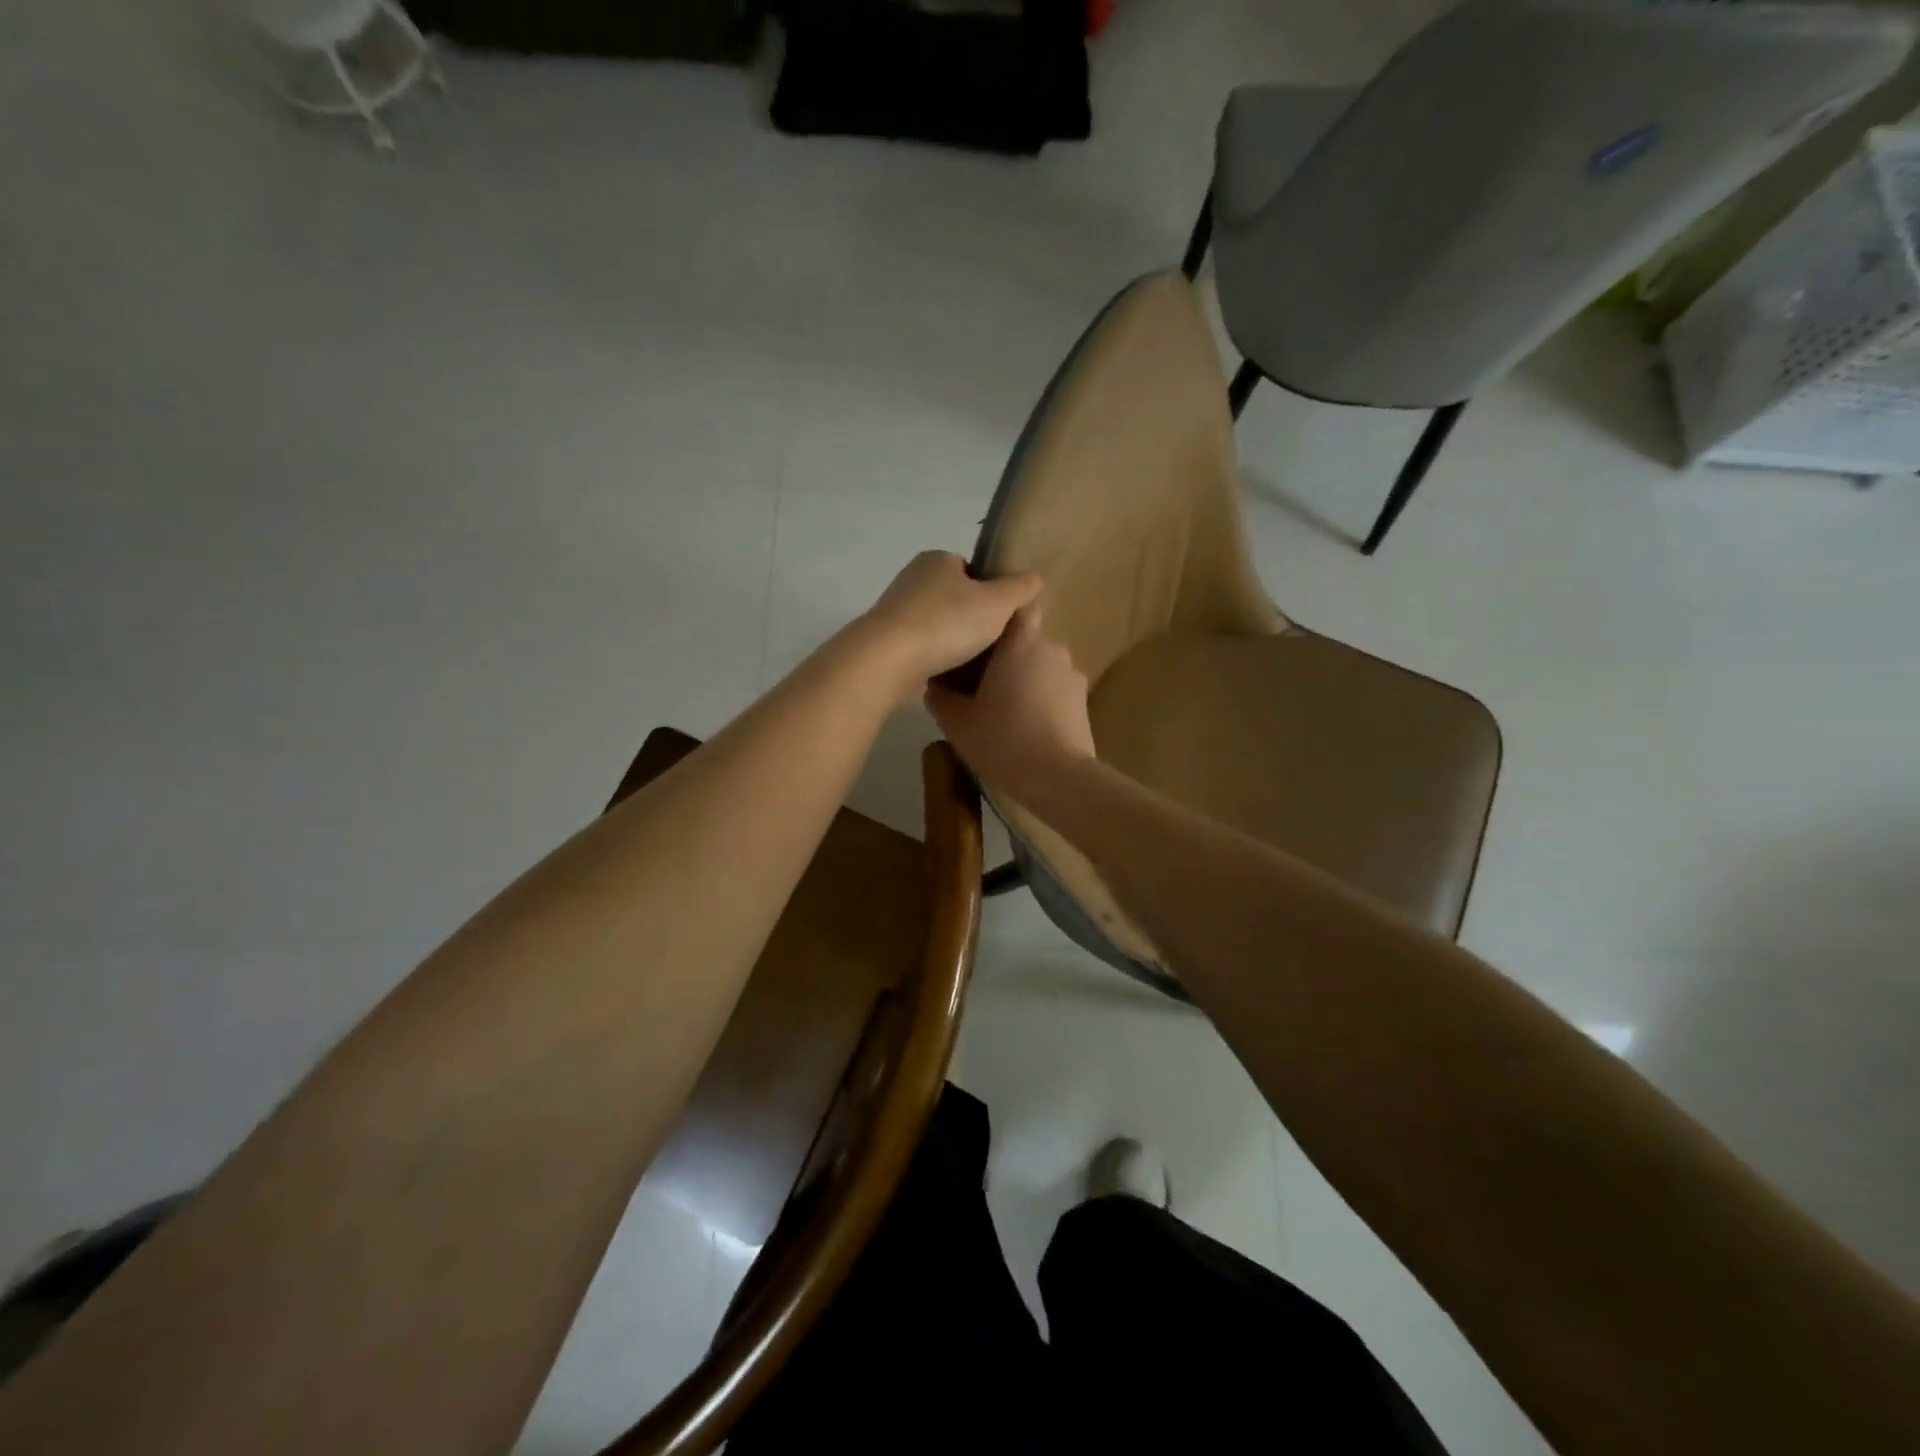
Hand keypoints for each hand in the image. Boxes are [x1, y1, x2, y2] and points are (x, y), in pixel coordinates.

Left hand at [854, 552, 1042, 698]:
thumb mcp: (997, 603)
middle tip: (992, 644)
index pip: (971, 569)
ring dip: (951, 640)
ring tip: (971, 663)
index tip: (1002, 619)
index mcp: (937, 559)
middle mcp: (912, 577)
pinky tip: (946, 673)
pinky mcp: (884, 639)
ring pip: (936, 623)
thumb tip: (1034, 578)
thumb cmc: (947, 622)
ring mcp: (895, 609)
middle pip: (954, 597)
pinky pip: (920, 645)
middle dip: (971, 618)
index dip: (991, 592)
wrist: (888, 659)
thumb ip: (1020, 588)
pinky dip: (933, 656)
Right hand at [925, 603, 1095, 799]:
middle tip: (978, 680)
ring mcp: (1073, 676)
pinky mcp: (1083, 702)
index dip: (999, 612)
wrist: (1058, 779)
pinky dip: (1039, 699)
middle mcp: (1053, 649)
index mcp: (1022, 642)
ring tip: (1001, 707)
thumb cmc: (1003, 739)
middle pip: (1025, 639)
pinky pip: (1054, 689)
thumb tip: (933, 684)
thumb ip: (941, 696)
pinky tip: (1024, 725)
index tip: (979, 630)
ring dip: (1023, 678)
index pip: (1017, 605)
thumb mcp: (957, 722)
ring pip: (1040, 666)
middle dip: (1005, 655)